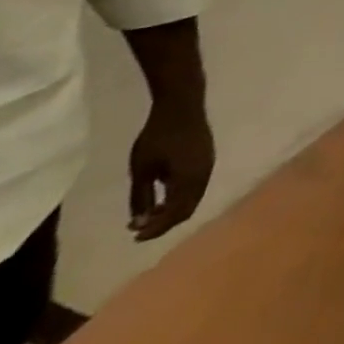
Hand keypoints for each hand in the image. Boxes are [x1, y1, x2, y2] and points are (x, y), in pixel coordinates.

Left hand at [129, 100, 215, 241]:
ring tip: (149, 213)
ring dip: (172, 209)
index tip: (135, 236)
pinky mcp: (206, 159)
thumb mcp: (142, 169)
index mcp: (190, 178)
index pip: (177, 212)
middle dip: (165, 221)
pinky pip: (196, 186)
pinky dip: (179, 197)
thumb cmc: (158, 137)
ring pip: (193, 197)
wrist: (181, 107)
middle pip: (188, 207)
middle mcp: (205, 175)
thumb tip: (140, 220)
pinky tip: (163, 194)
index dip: (157, 228)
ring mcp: (208, 165)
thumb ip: (142, 197)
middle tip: (139, 228)